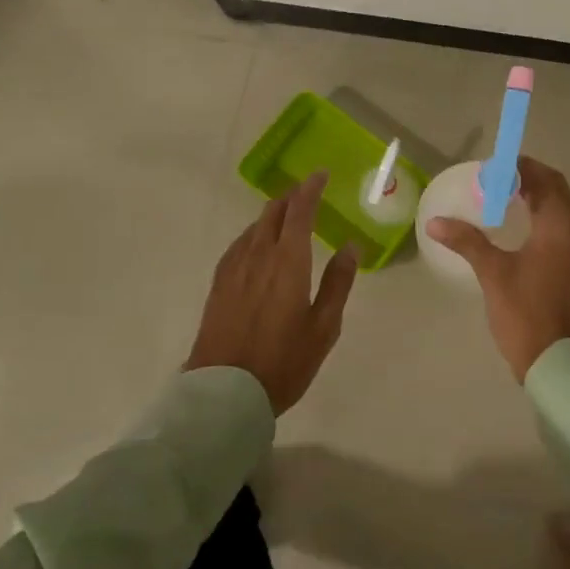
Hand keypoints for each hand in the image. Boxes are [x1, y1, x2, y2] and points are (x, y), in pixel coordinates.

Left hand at [187, 172, 356, 413]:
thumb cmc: (283, 362)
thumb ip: (338, 282)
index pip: (299, 211)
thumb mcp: (324, 327)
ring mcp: (234, 268)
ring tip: (286, 216)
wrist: (224, 393)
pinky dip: (254, 234)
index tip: (320, 174)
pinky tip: (257, 245)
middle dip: (291, 197)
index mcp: (288, 261)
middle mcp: (259, 255)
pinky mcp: (219, 284)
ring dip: (272, 214)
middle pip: (273, 212)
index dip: (310, 189)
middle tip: (307, 193)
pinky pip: (239, 244)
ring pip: (254, 227)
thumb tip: (351, 246)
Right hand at [428, 157, 569, 381]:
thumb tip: (435, 222)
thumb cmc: (526, 313)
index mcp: (562, 226)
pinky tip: (525, 234)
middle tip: (498, 183)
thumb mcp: (493, 273)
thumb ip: (467, 241)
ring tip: (508, 203)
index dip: (521, 168)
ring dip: (540, 201)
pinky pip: (568, 231)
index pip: (546, 179)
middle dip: (530, 181)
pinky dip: (548, 222)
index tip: (494, 168)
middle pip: (558, 192)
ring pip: (565, 212)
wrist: (560, 364)